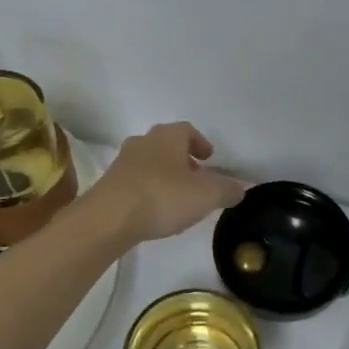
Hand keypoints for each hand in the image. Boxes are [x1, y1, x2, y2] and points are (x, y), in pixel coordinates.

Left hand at [86, 122, 245, 245]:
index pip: (187, 130)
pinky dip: (147, 190)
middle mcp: (143, 142)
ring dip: (163, 175)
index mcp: (168, 137)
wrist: (108, 218)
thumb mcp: (207, 195)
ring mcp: (122, 163)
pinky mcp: (108, 185)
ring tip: (176, 197)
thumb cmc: (163, 197)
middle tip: (195, 177)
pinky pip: (134, 182)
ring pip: (149, 163)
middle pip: (166, 145)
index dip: (200, 142)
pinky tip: (154, 210)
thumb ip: (227, 190)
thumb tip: (239, 188)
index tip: (209, 158)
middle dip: (182, 159)